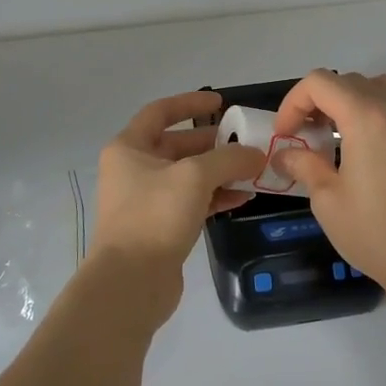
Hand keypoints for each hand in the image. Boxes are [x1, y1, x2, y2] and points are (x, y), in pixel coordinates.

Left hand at [88, 91, 264, 311]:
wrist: (130, 282)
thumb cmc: (155, 216)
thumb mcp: (195, 176)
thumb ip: (229, 158)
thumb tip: (256, 154)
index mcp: (129, 148)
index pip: (161, 112)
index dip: (191, 103)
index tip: (221, 102)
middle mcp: (133, 169)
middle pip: (178, 145)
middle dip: (213, 143)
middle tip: (246, 142)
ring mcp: (146, 200)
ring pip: (188, 176)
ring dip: (219, 172)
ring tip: (252, 171)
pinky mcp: (160, 227)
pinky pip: (191, 202)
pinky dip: (215, 197)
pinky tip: (243, 198)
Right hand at [272, 71, 385, 287]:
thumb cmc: (374, 231)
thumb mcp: (327, 199)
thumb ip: (303, 165)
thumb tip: (284, 154)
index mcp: (366, 117)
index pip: (320, 83)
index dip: (293, 103)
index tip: (285, 135)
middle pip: (347, 81)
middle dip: (317, 102)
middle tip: (304, 136)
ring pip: (375, 87)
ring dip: (348, 101)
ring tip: (334, 135)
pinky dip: (373, 112)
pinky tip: (363, 148)